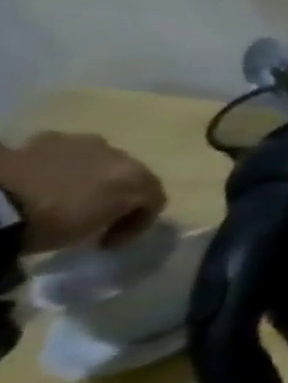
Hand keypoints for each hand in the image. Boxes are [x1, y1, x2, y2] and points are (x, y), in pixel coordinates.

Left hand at [0, 132, 166, 251]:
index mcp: (138, 177)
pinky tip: (40, 182)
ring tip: (63, 195)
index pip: (153, 199)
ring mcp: (81, 143)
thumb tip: (107, 216)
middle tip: (93, 215)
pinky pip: (60, 155)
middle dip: (114, 193)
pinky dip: (57, 167)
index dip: (137, 222)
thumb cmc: (50, 221)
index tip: (110, 243)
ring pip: (96, 160)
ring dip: (87, 177)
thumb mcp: (89, 232)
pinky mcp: (45, 139)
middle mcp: (120, 153)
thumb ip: (110, 218)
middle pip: (128, 174)